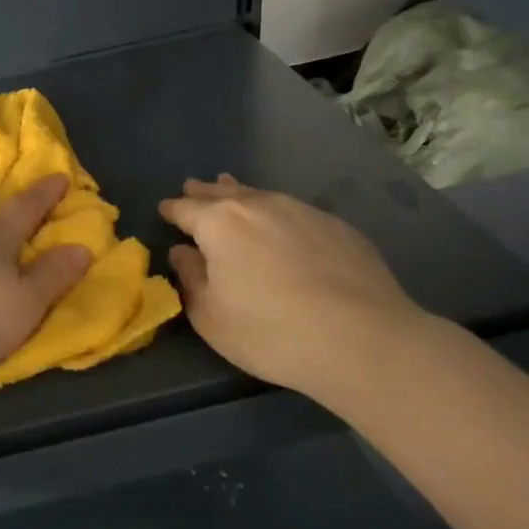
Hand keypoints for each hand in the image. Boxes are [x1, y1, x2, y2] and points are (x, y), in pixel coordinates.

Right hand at [159, 174, 434, 400]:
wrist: (365, 341)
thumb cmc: (271, 332)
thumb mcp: (211, 316)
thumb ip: (190, 278)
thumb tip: (183, 252)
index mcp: (219, 223)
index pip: (185, 209)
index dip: (172, 209)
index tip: (164, 210)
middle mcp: (258, 205)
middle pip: (222, 192)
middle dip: (204, 192)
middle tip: (192, 188)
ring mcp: (301, 211)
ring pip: (260, 195)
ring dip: (240, 194)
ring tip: (231, 189)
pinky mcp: (337, 226)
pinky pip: (293, 210)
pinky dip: (276, 212)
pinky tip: (280, 224)